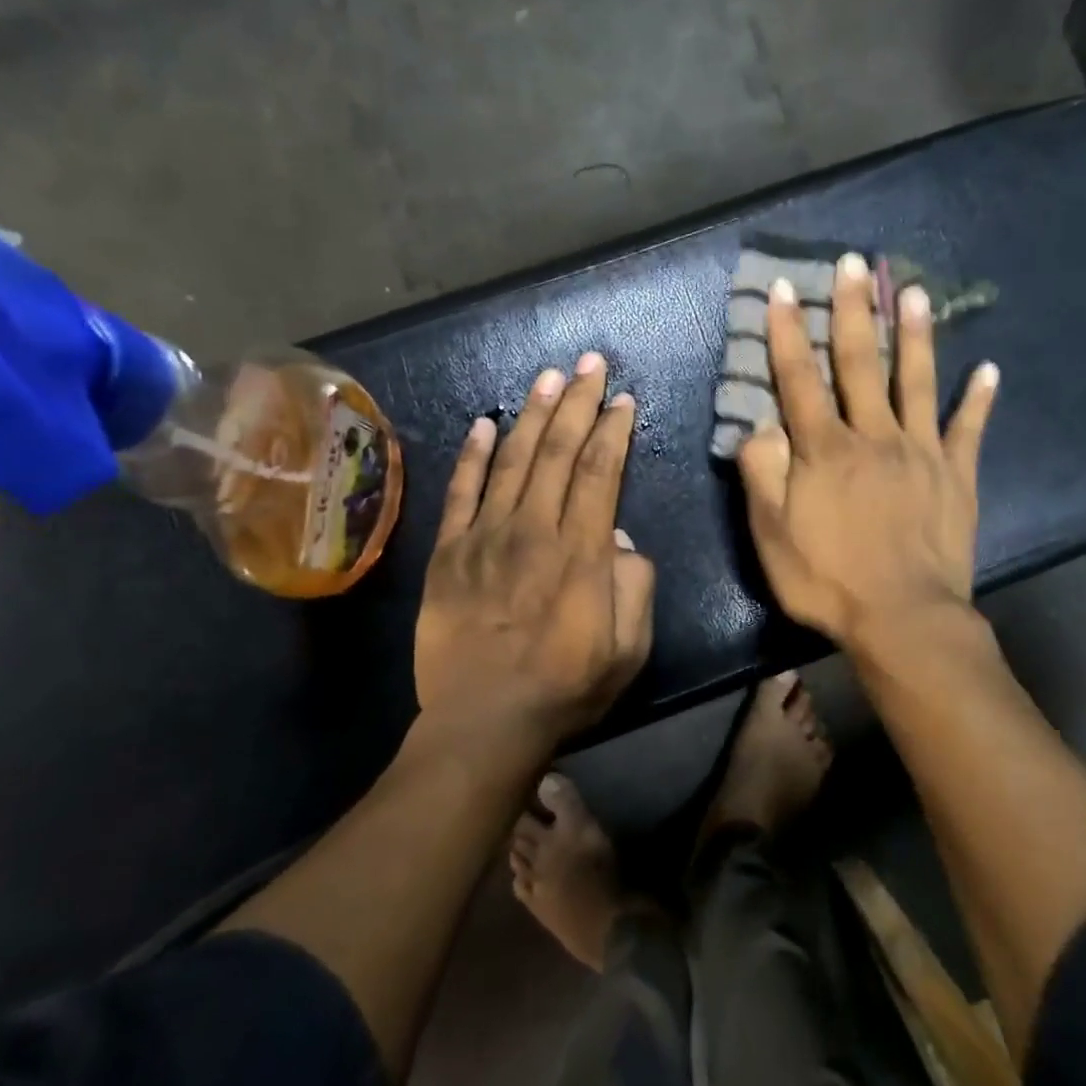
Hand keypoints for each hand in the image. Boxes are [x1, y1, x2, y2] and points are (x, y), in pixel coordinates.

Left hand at [415, 353, 655, 745]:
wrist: (483, 722)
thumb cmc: (565, 688)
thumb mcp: (629, 649)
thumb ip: (636, 587)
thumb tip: (620, 538)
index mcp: (582, 552)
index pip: (601, 472)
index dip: (612, 431)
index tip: (621, 400)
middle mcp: (534, 529)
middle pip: (559, 451)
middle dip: (578, 402)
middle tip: (589, 363)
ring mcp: (486, 537)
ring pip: (514, 459)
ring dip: (533, 414)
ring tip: (548, 376)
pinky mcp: (449, 552)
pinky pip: (461, 492)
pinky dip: (473, 454)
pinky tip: (485, 423)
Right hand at [738, 253, 997, 654]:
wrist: (903, 619)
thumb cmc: (827, 579)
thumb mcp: (770, 534)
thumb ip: (762, 473)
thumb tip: (760, 426)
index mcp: (825, 449)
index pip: (799, 379)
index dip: (787, 333)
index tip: (783, 289)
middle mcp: (874, 436)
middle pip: (860, 363)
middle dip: (853, 310)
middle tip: (854, 263)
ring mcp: (922, 452)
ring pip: (916, 381)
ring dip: (914, 335)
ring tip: (914, 292)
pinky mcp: (958, 476)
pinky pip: (969, 430)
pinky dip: (980, 400)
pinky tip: (990, 371)